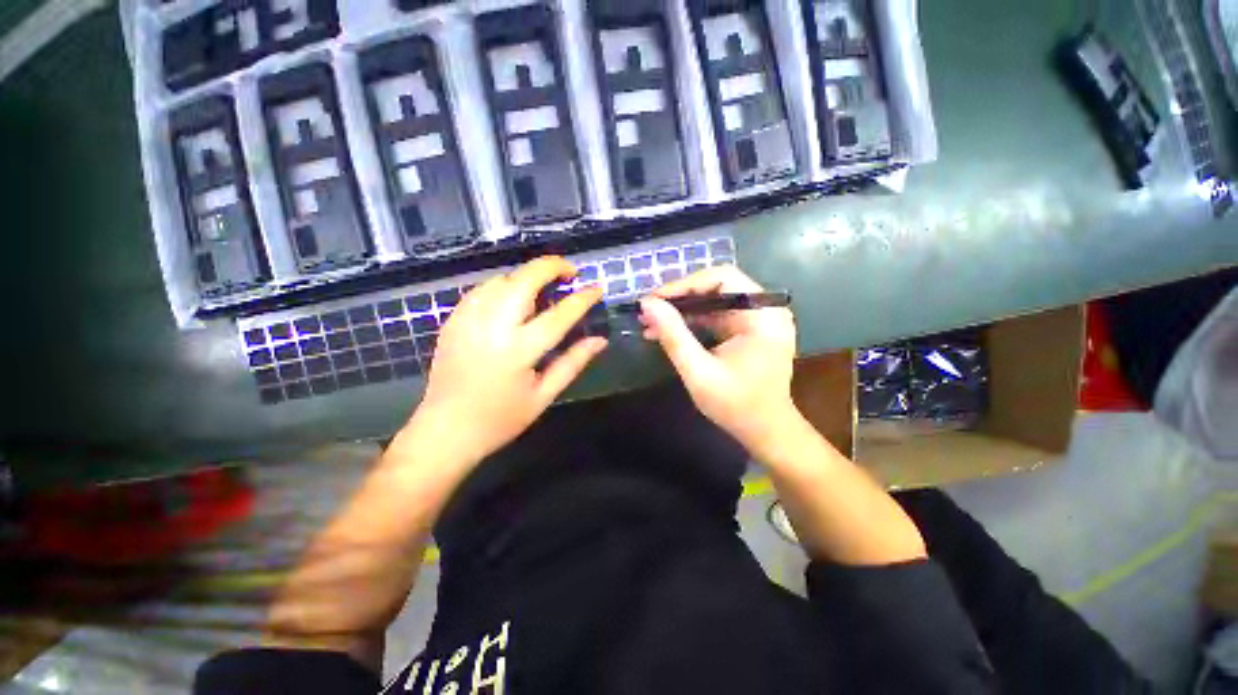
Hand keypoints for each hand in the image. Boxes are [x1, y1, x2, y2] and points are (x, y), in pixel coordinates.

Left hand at [411, 257, 606, 466]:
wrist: (444, 431)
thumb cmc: (500, 419)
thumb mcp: (544, 395)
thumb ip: (573, 363)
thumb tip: (600, 340)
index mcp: (519, 351)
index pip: (559, 314)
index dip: (582, 298)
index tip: (597, 288)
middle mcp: (493, 327)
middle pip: (524, 280)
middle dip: (551, 266)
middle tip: (570, 273)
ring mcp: (468, 320)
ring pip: (502, 279)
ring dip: (527, 276)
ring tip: (544, 287)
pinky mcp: (453, 320)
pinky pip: (483, 290)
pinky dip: (504, 286)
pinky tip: (514, 298)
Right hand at [640, 266, 798, 456]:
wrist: (765, 432)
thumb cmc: (736, 406)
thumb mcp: (698, 371)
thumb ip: (673, 335)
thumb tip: (647, 304)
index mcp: (762, 315)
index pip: (721, 278)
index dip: (684, 285)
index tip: (653, 300)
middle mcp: (765, 309)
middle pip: (716, 287)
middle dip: (679, 298)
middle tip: (648, 310)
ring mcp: (758, 318)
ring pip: (712, 301)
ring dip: (682, 310)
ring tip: (650, 322)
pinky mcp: (749, 329)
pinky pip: (716, 315)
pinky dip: (692, 321)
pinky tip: (667, 330)